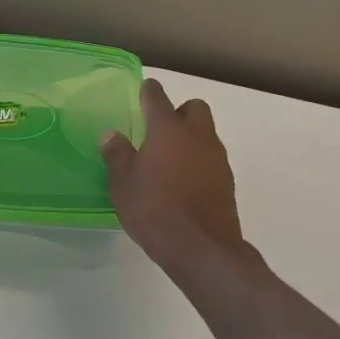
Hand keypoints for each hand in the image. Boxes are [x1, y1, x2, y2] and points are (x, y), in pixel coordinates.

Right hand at [102, 78, 252, 283]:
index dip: (149, 91)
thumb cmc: (155, 210)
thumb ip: (117, 155)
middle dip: (179, 111)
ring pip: (206, 133)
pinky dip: (199, 162)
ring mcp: (217, 159)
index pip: (157, 97)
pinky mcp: (227, 182)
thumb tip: (112, 135)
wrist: (202, 250)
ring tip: (169, 159)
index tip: (144, 89)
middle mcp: (197, 136)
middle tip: (159, 128)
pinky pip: (212, 159)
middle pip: (194, 108)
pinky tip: (183, 182)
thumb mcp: (123, 184)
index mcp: (168, 130)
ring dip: (191, 138)